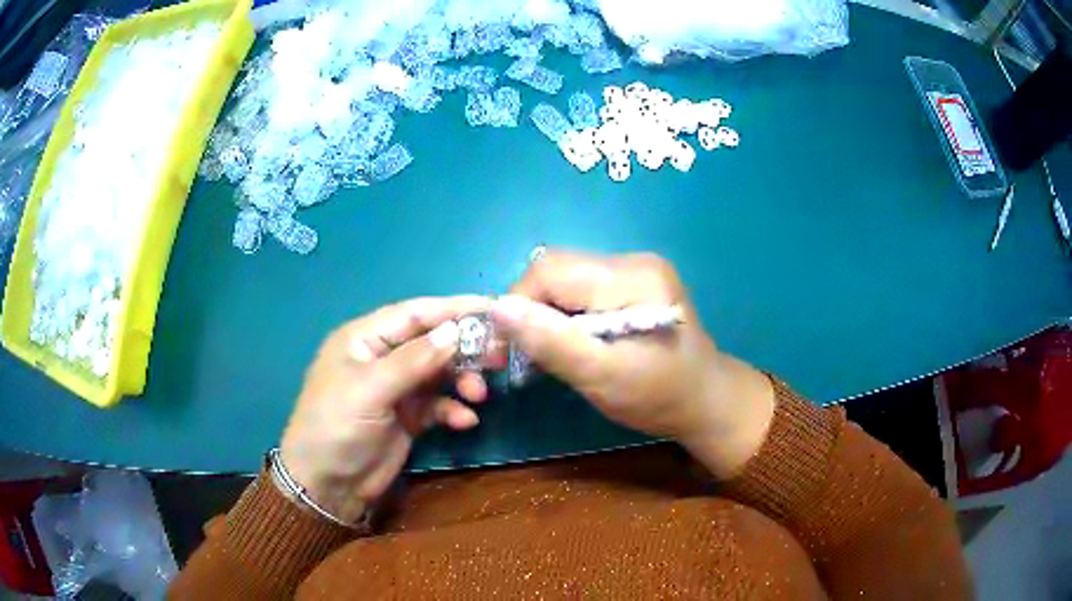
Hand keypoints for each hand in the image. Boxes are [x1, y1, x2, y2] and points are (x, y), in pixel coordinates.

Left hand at [280, 296, 490, 523]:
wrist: (327, 487)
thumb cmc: (335, 427)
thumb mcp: (370, 390)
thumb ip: (413, 360)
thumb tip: (455, 331)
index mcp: (364, 339)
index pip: (414, 314)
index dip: (452, 309)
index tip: (493, 307)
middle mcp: (382, 358)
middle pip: (431, 342)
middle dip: (464, 348)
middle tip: (498, 355)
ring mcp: (396, 389)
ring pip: (438, 373)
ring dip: (462, 381)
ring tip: (479, 394)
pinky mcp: (407, 417)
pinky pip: (438, 405)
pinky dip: (453, 410)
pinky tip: (465, 421)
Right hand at [491, 251, 775, 478]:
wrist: (707, 402)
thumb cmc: (659, 396)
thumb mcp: (603, 376)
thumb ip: (551, 341)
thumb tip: (497, 308)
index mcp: (632, 277)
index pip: (550, 271)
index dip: (519, 305)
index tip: (509, 349)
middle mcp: (633, 261)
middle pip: (556, 270)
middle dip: (532, 310)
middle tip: (530, 355)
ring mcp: (635, 270)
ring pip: (565, 280)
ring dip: (547, 314)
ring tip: (552, 352)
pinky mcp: (634, 284)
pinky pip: (582, 290)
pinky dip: (566, 316)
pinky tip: (574, 343)